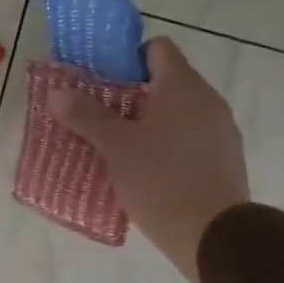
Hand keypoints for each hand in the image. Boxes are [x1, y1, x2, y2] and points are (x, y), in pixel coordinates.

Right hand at [48, 36, 250, 282]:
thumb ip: (86, 115)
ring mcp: (222, 130)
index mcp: (182, 85)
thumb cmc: (160, 178)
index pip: (157, 48)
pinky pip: (192, 140)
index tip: (105, 80)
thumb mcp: (115, 146)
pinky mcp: (226, 160)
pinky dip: (171, 146)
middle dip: (134, 95)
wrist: (213, 234)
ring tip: (121, 146)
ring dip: (152, 123)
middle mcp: (207, 99)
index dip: (129, 57)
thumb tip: (57, 92)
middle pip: (167, 82)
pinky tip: (149, 171)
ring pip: (180, 113)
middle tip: (103, 115)